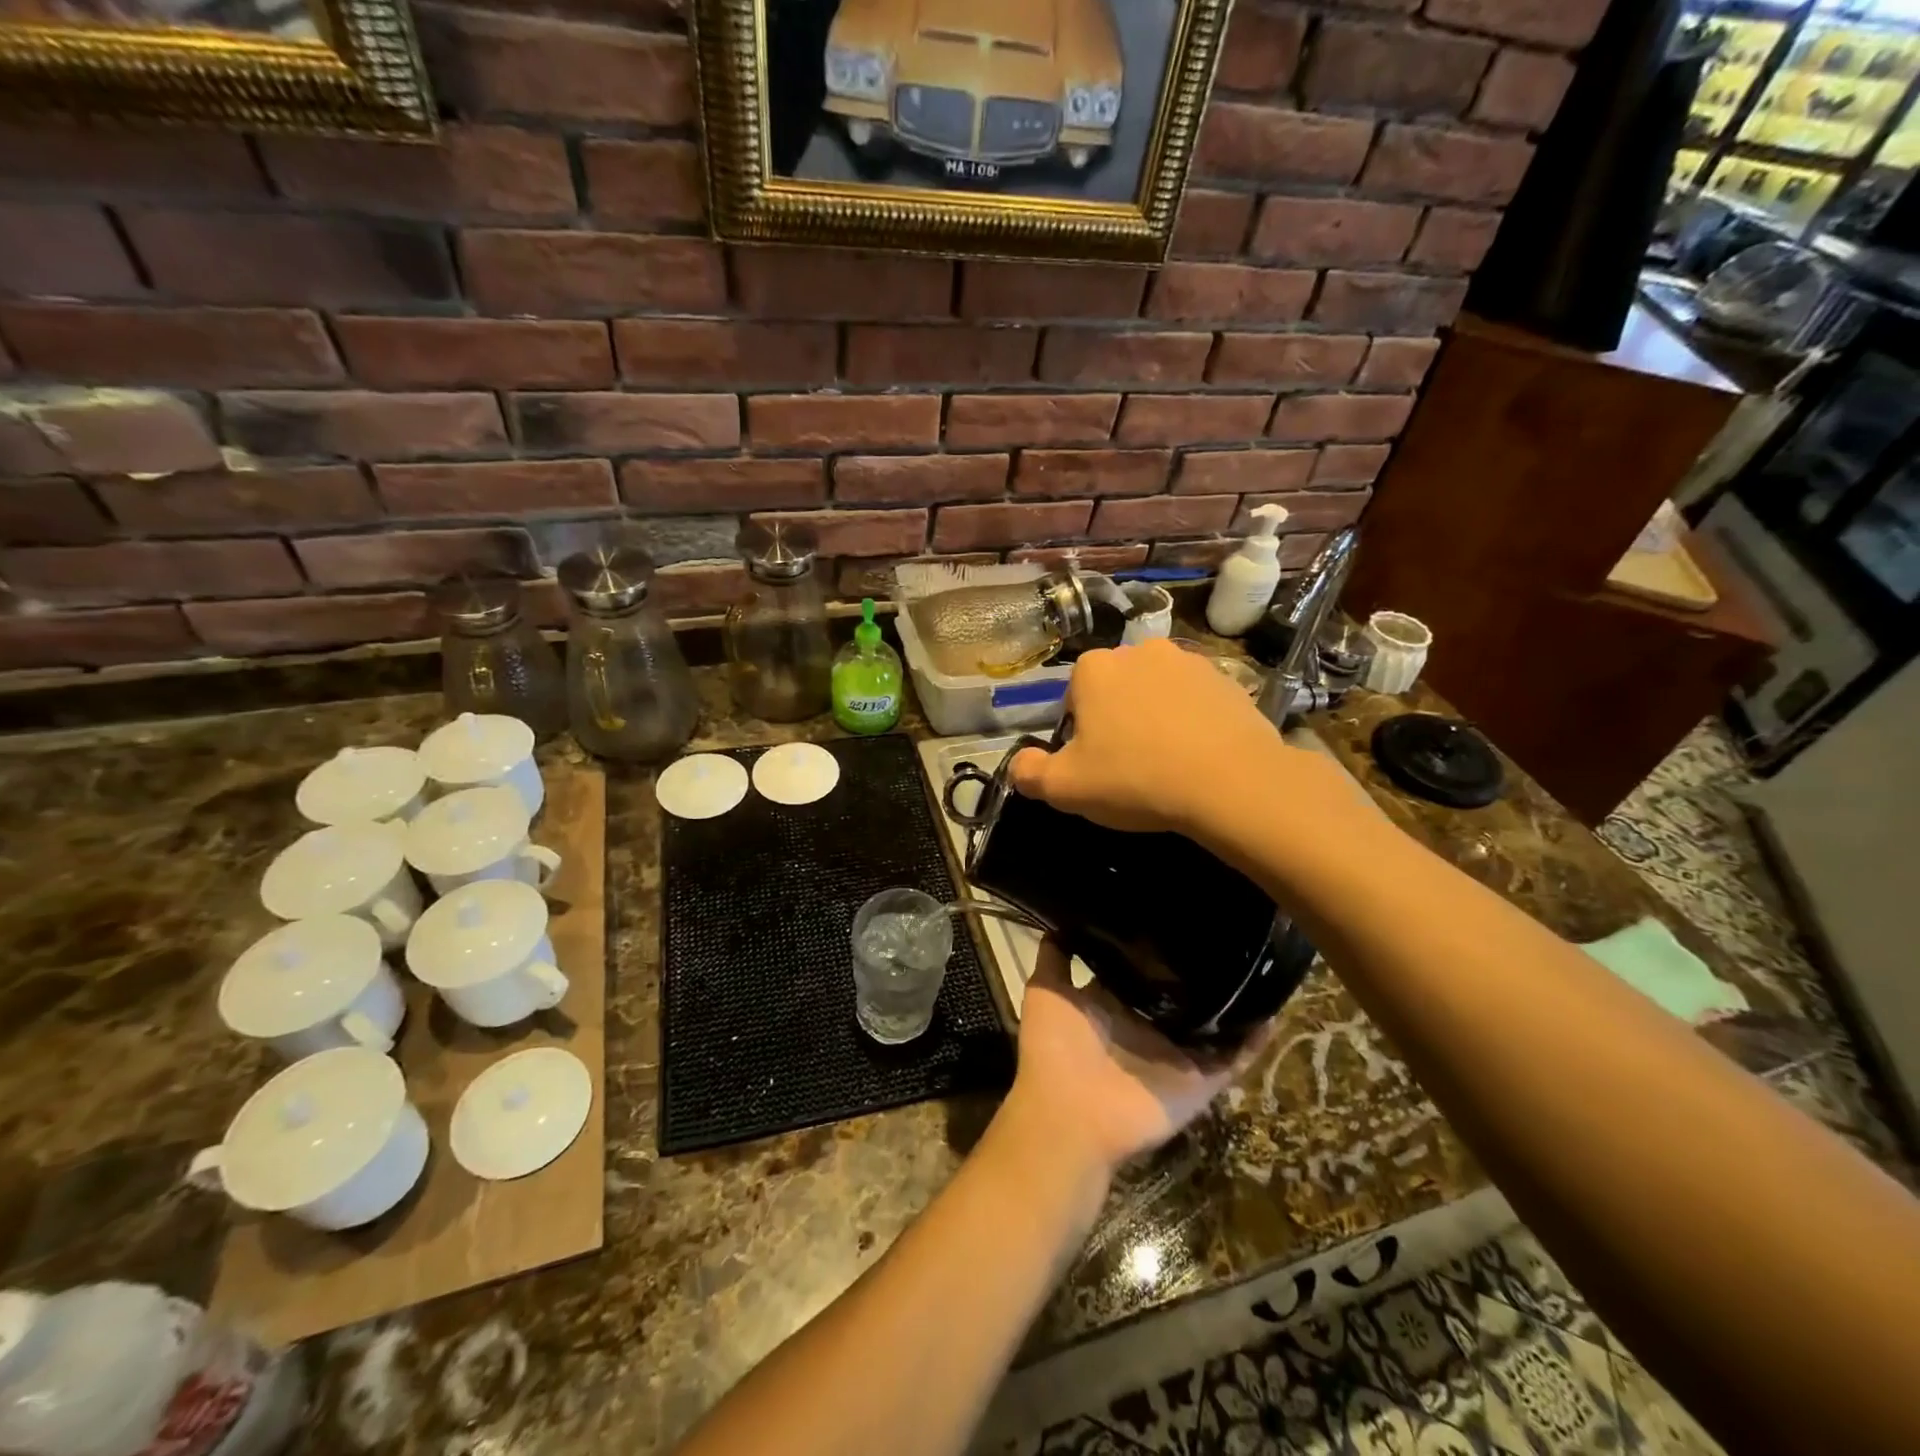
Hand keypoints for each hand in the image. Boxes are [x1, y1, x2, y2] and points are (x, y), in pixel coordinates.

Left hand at [1004, 940, 1270, 1177]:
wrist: (1069, 1116)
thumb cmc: (1054, 1049)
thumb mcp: (1046, 991)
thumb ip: (1056, 956)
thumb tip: (1063, 919)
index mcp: (1113, 1004)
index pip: (1141, 970)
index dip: (1157, 947)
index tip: (1178, 913)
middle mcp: (1147, 1026)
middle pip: (1182, 996)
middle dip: (1201, 971)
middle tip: (1231, 930)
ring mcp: (1175, 1055)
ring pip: (1214, 1025)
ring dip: (1236, 1003)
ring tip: (1263, 964)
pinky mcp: (1199, 1081)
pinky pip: (1234, 1060)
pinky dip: (1254, 1041)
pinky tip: (1274, 1010)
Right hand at [1009, 639, 1287, 836]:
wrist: (1230, 782)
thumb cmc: (1135, 779)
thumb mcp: (1065, 788)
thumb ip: (1028, 772)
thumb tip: (1020, 763)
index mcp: (1094, 668)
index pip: (1073, 698)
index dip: (1079, 734)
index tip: (1095, 765)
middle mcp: (1139, 651)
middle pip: (1115, 691)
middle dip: (1117, 720)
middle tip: (1129, 766)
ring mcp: (1188, 660)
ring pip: (1156, 693)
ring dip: (1155, 718)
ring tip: (1168, 763)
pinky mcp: (1227, 679)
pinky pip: (1195, 701)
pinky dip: (1192, 721)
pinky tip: (1199, 756)